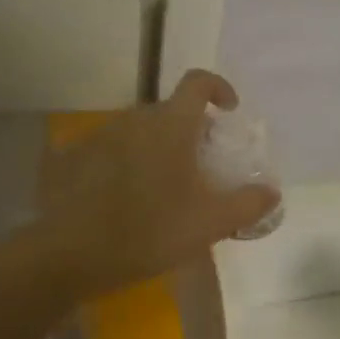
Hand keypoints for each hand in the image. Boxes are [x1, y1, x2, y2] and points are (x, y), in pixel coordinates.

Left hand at [37, 70, 279, 295]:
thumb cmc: (151, 231)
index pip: (198, 83)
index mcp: (171, 125)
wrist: (69, 256)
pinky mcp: (68, 159)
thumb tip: (272, 191)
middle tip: (200, 168)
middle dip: (189, 131)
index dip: (218, 88)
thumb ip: (249, 203)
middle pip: (168, 111)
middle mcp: (133, 120)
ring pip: (136, 131)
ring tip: (160, 187)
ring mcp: (97, 137)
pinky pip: (106, 151)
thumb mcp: (212, 223)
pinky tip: (121, 199)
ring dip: (154, 148)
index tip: (228, 110)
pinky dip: (121, 164)